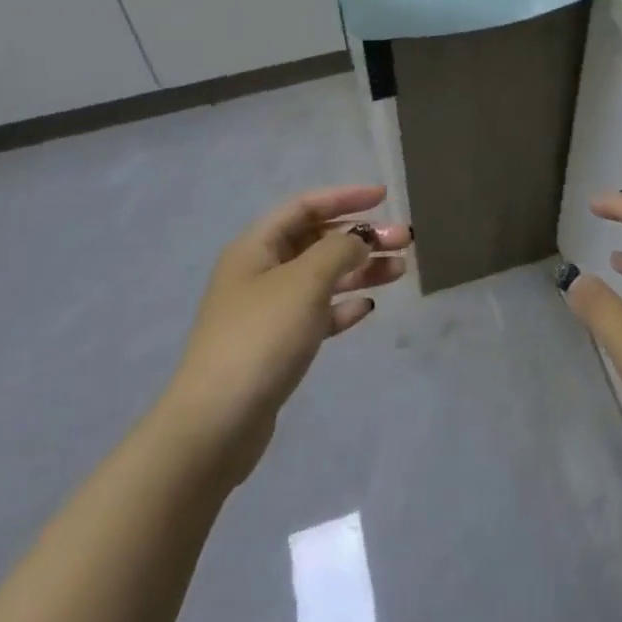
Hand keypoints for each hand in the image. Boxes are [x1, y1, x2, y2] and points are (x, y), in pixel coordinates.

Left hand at [165, 185, 408, 484]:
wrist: (216, 424)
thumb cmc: (261, 337)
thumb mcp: (305, 281)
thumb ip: (339, 250)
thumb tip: (359, 239)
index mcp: (256, 247)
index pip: (305, 206)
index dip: (345, 197)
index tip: (384, 197)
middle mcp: (259, 272)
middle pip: (317, 241)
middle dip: (361, 237)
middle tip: (404, 241)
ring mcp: (266, 311)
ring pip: (321, 278)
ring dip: (360, 270)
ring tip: (400, 271)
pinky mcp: (276, 346)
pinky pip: (316, 314)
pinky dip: (342, 306)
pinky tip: (367, 309)